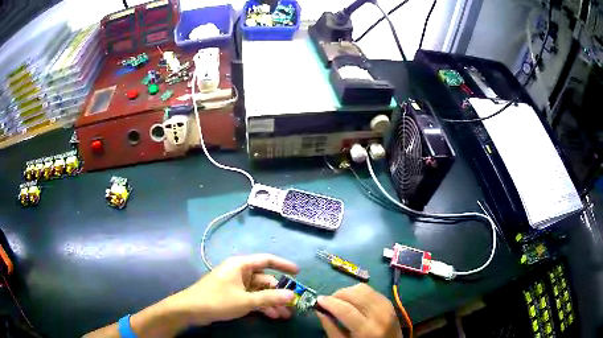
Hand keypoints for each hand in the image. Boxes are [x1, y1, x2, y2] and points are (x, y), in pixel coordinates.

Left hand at [166, 254, 298, 325]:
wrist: (190, 310)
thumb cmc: (217, 300)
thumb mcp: (246, 300)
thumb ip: (270, 298)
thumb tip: (292, 295)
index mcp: (241, 265)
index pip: (267, 260)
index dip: (284, 265)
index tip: (299, 273)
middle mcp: (239, 272)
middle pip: (264, 279)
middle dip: (278, 292)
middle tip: (292, 305)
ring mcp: (235, 284)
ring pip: (259, 291)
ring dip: (271, 302)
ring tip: (285, 315)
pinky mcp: (232, 295)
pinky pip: (251, 298)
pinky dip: (261, 306)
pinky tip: (272, 316)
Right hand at [316, 283, 401, 337]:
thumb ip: (331, 328)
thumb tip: (319, 310)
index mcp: (367, 330)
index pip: (345, 309)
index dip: (329, 302)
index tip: (318, 300)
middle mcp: (380, 315)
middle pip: (356, 294)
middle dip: (338, 294)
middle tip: (328, 302)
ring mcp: (388, 307)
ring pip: (364, 289)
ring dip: (348, 292)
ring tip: (340, 301)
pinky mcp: (390, 303)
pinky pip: (372, 291)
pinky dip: (359, 293)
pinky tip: (353, 301)